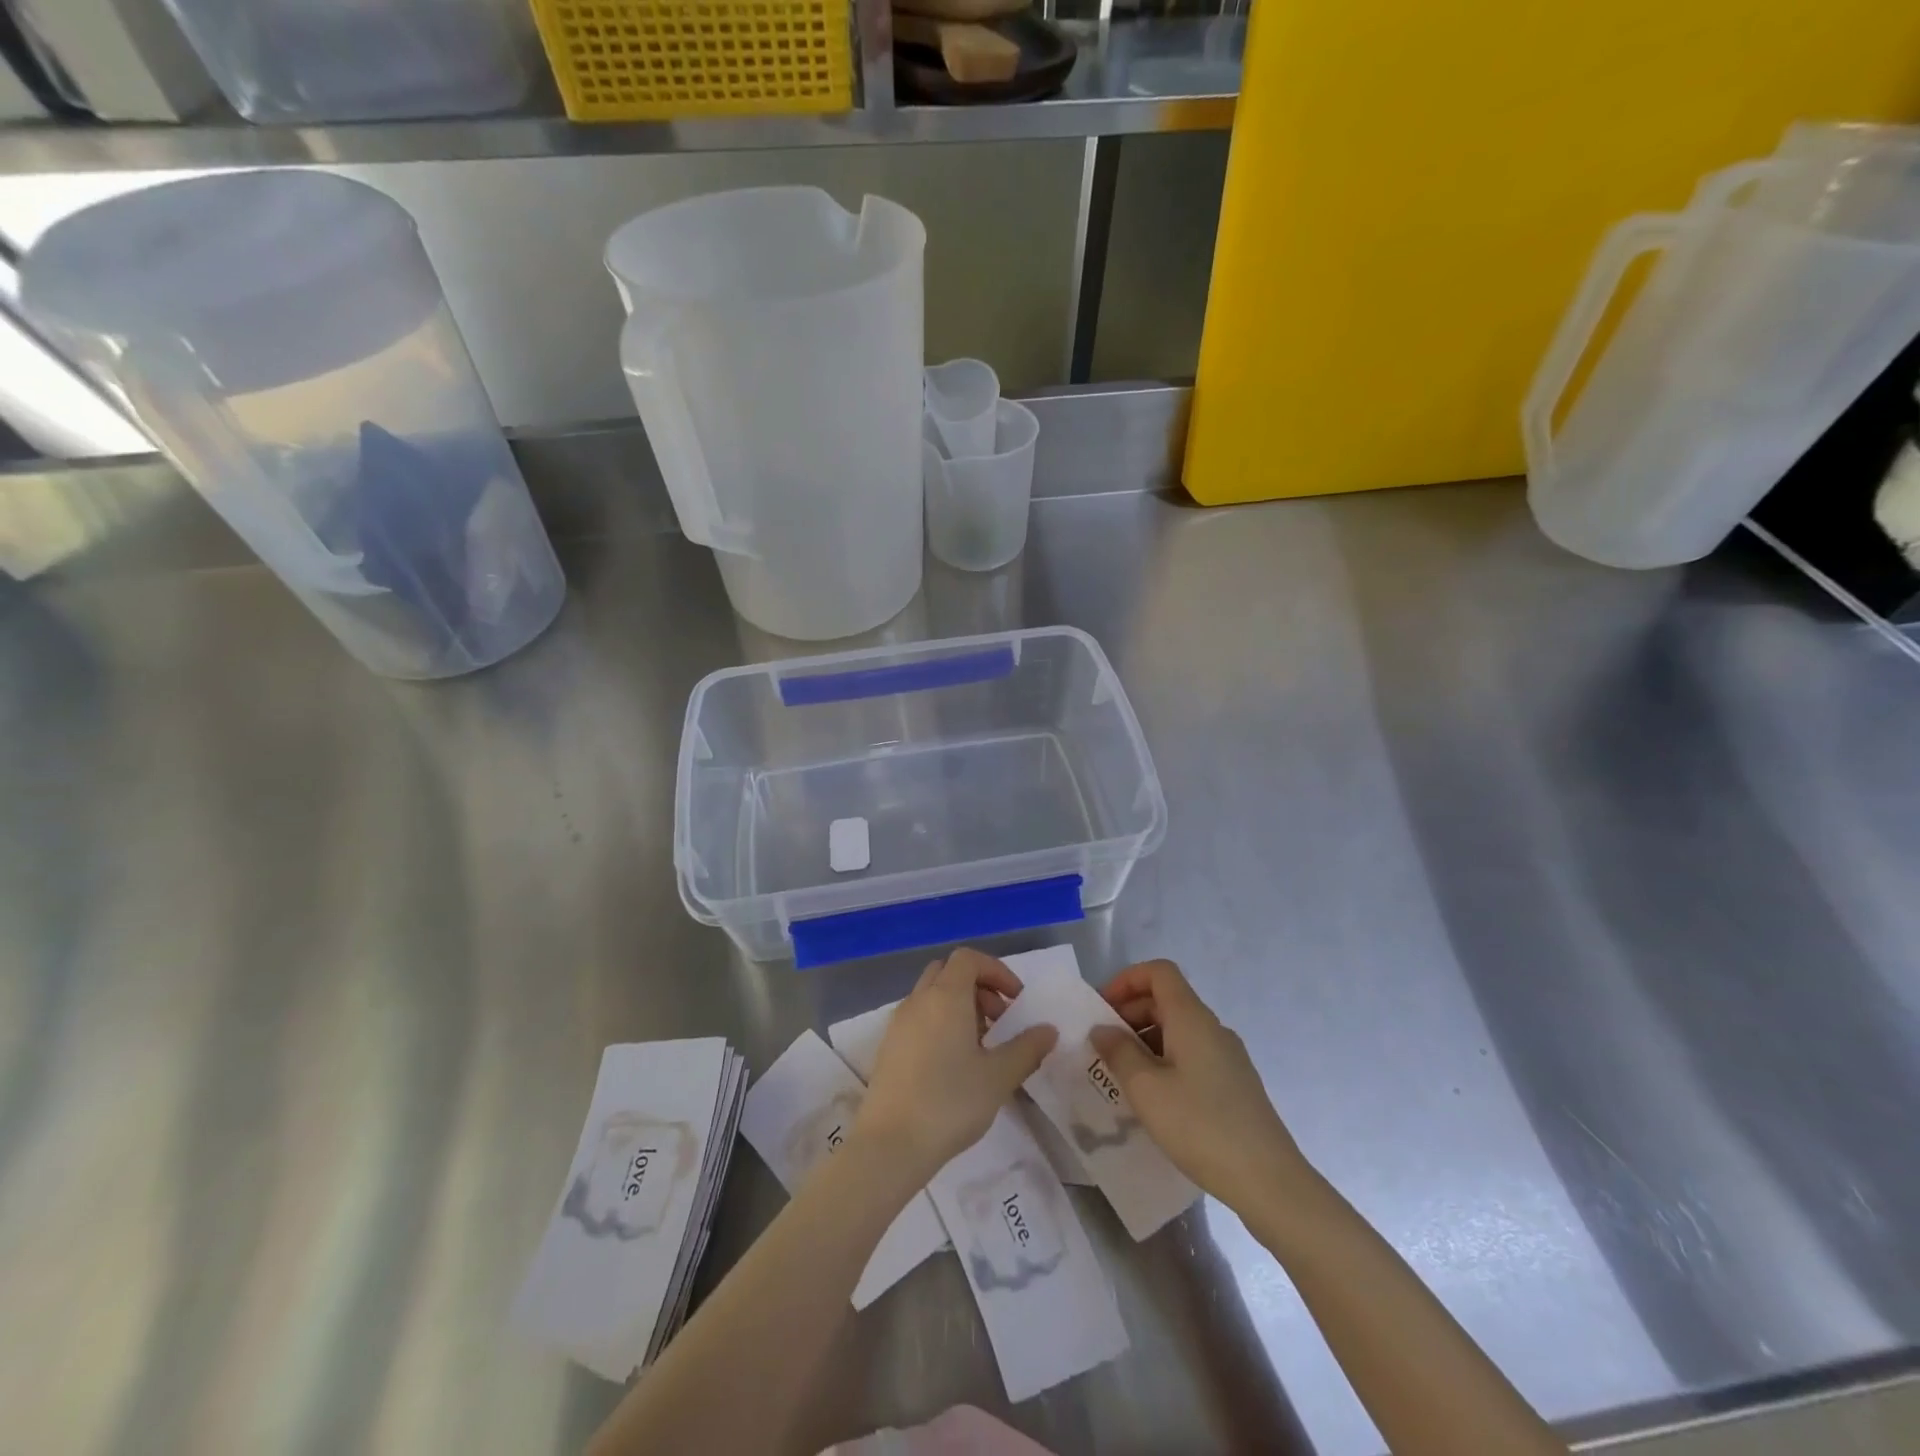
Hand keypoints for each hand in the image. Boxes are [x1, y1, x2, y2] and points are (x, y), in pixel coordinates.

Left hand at [853, 948, 1056, 1184]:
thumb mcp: (998, 1077)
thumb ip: (1027, 1049)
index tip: (1016, 1001)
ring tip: (980, 1046)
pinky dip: (940, 1022)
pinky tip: (953, 1063)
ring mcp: (899, 1022)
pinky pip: (918, 1017)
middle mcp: (918, 1000)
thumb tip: (1049, 1030)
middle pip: (948, 972)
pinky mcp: (888, 1046)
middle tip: (999, 1021)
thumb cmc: (950, 1103)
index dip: (996, 971)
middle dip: (978, 986)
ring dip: (959, 1006)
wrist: (890, 1144)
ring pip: (932, 995)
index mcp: (945, 997)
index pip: (969, 959)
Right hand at [1090, 959, 1315, 1217]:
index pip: (1159, 972)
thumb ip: (1118, 1052)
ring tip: (1122, 1077)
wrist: (1269, 1181)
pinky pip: (1192, 1055)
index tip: (1101, 1009)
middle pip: (1166, 999)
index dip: (1126, 980)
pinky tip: (1154, 1100)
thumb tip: (1102, 1029)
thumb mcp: (1146, 1089)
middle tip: (1103, 1047)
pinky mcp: (1234, 1084)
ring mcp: (1228, 1056)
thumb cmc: (1200, 1126)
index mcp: (1192, 1018)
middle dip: (1129, 1014)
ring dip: (1145, 1041)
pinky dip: (1165, 1062)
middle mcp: (1212, 1028)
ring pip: (1178, 1030)